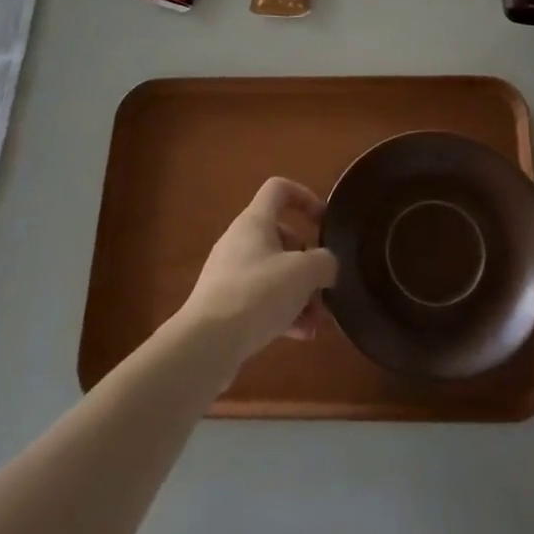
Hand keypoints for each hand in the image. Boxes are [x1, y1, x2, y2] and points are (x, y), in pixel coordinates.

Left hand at [178, 177, 339, 366]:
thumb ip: (324, 261)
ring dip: (300, 293)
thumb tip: (327, 265)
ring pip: (274, 273)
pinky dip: (283, 312)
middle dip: (308, 262)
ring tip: (318, 320)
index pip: (279, 189)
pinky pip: (262, 299)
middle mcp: (240, 241)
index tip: (324, 222)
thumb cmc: (257, 294)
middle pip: (282, 237)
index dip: (305, 197)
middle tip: (324, 287)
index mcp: (254, 221)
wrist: (206, 344)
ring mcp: (230, 274)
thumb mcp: (303, 273)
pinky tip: (301, 334)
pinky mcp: (226, 305)